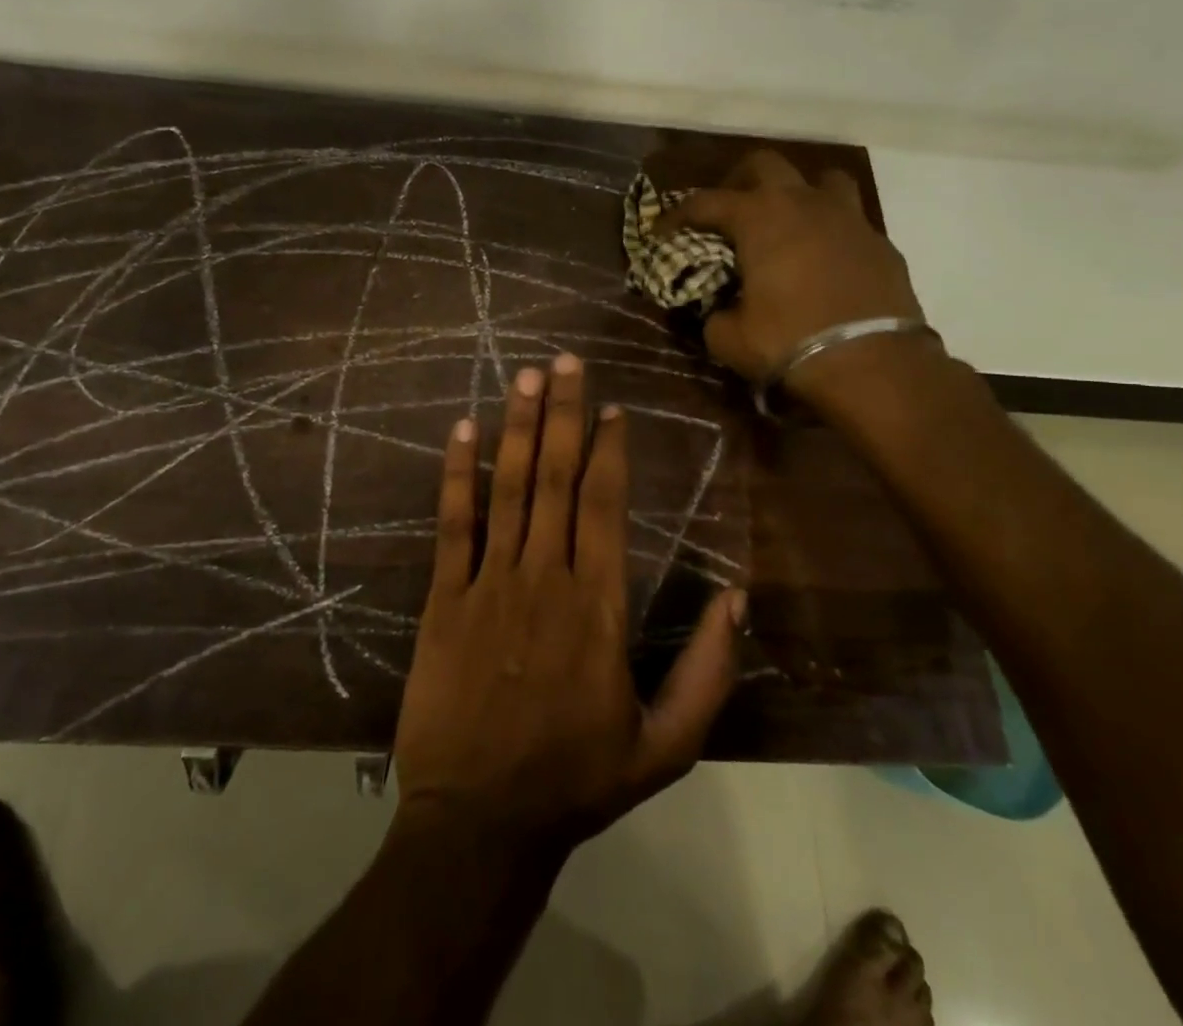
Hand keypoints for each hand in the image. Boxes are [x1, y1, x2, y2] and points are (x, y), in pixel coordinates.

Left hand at [393, 355, 744, 852]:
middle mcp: (543, 578)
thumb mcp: (667, 746)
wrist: (480, 822)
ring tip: (526, 376)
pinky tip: (462, 430)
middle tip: (567, 361)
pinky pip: (453, 524)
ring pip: (508, 488)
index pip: (605, 506)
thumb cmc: (578, 781)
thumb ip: (709, 672)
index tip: (613, 407)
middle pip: (557, 478)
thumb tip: (738, 596)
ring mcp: (488, 583)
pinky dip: (458, 474)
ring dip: (518, 427)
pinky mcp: (444, 598)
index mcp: (597, 607)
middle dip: (564, 414)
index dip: (610, 450)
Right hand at [658, 150, 925, 384]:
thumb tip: (716, 311)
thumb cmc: (789, 342)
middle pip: (764, 164)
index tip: (661, 231)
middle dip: (738, 181)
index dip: (677, 214)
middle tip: (727, 212)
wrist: (873, 366)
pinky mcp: (881, 243)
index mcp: (759, 218)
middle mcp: (803, 203)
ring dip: (798, 193)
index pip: (705, 201)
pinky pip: (850, 221)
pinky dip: (830, 231)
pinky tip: (824, 261)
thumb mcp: (729, 338)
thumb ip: (714, 315)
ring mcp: (848, 218)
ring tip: (786, 223)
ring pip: (821, 179)